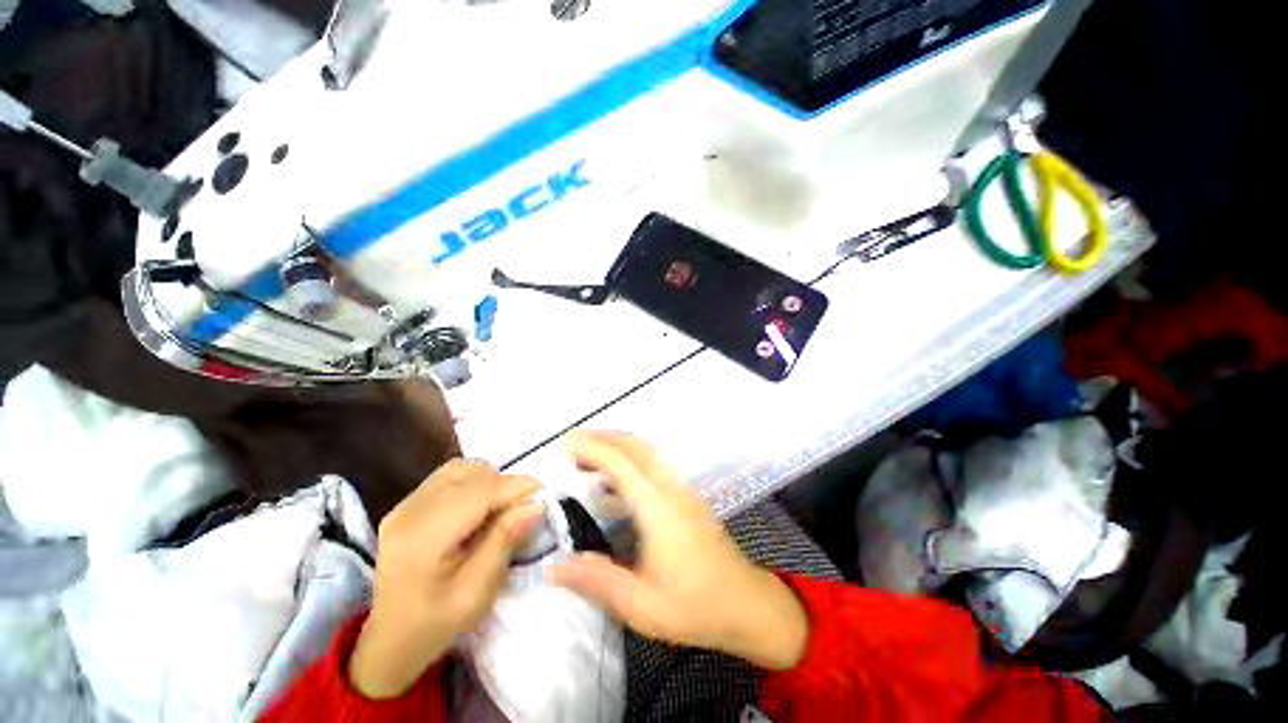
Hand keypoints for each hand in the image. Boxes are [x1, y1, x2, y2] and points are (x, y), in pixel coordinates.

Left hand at [349, 460, 542, 698]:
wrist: (391, 639)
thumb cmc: (436, 624)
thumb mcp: (477, 592)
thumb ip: (505, 541)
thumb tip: (537, 504)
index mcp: (423, 538)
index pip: (480, 492)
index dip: (517, 488)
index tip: (543, 499)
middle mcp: (410, 511)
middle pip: (473, 474)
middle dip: (507, 486)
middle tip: (523, 511)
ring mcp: (406, 504)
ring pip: (465, 468)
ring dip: (492, 481)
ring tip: (501, 509)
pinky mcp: (409, 503)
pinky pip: (452, 475)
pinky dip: (476, 482)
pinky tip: (480, 507)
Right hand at [551, 431, 808, 670]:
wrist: (745, 602)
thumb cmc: (694, 606)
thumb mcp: (641, 606)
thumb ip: (597, 581)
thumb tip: (554, 567)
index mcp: (658, 508)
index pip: (622, 463)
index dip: (594, 448)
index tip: (567, 444)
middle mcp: (671, 487)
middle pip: (636, 446)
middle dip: (603, 437)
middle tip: (573, 445)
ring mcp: (682, 488)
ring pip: (647, 450)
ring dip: (617, 444)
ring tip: (588, 457)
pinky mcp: (687, 494)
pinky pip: (654, 461)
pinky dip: (631, 455)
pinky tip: (617, 478)